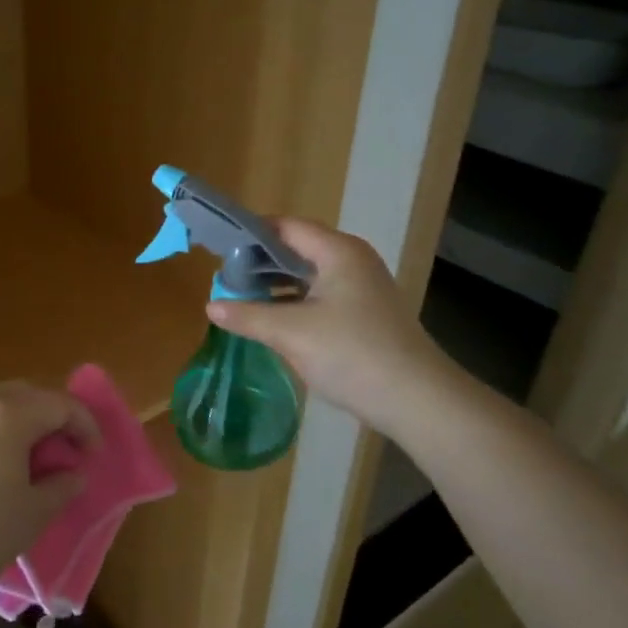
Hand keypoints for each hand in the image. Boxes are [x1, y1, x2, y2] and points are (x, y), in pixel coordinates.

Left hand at [0, 381, 99, 607]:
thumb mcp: (31, 515)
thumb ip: (60, 488)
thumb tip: (73, 473)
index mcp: (10, 414)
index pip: (60, 403)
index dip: (85, 425)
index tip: (93, 457)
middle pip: (29, 395)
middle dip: (55, 418)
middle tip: (68, 452)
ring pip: (0, 406)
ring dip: (26, 425)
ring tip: (36, 463)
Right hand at [207, 217, 455, 434]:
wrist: (416, 400)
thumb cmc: (352, 354)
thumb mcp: (291, 333)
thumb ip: (248, 315)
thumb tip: (211, 306)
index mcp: (338, 252)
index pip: (286, 226)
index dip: (250, 233)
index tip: (217, 247)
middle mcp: (351, 261)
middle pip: (296, 248)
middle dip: (258, 261)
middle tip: (222, 277)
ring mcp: (359, 288)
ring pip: (306, 275)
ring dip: (273, 284)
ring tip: (238, 298)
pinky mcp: (361, 314)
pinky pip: (317, 297)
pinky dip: (291, 302)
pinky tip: (268, 320)